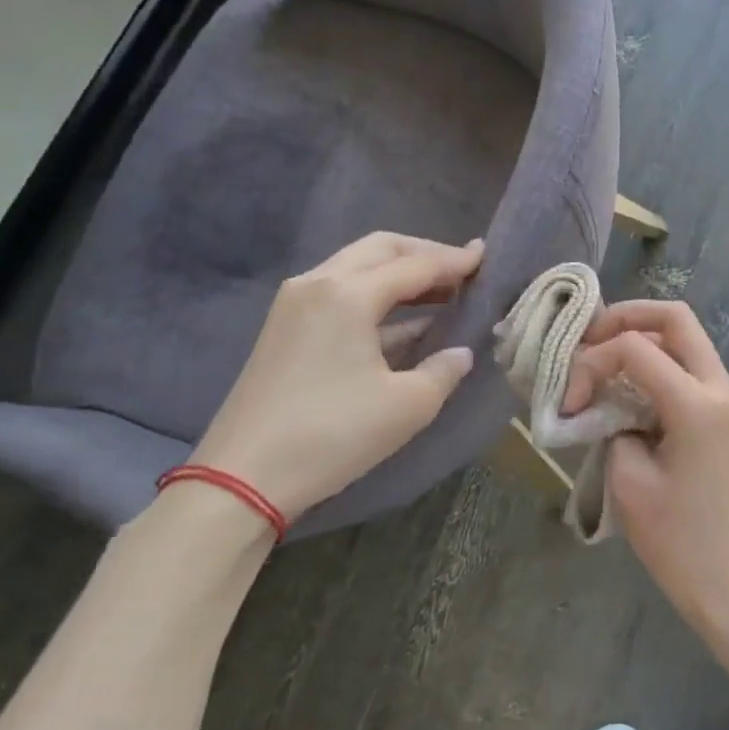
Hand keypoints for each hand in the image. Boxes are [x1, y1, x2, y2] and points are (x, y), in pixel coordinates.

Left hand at [188, 233, 482, 522]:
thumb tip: (460, 352)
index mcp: (348, 294)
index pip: (415, 265)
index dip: (455, 262)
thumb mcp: (408, 406)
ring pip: (356, 268)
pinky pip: (340, 292)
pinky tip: (405, 321)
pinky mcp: (284, 329)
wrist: (241, 479)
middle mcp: (317, 284)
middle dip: (425, 254)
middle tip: (462, 269)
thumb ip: (444, 370)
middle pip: (380, 249)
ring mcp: (294, 304)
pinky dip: (376, 296)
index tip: (487, 256)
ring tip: (440, 291)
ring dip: (399, 273)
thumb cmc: (333, 434)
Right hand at [564, 301, 728, 635]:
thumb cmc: (676, 539)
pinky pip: (690, 369)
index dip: (593, 361)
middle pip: (675, 319)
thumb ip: (611, 423)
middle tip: (587, 342)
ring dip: (642, 340)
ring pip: (685, 339)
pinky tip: (626, 387)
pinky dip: (658, 365)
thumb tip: (605, 402)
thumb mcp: (628, 478)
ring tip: (601, 362)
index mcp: (697, 402)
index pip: (637, 348)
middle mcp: (720, 387)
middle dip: (626, 319)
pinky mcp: (726, 415)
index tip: (569, 400)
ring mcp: (728, 399)